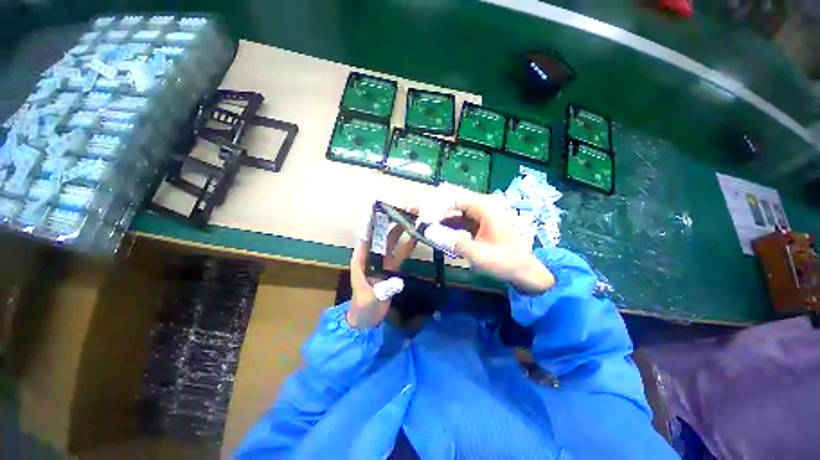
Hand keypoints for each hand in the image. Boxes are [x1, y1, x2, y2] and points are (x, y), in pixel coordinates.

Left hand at [347, 211, 417, 327]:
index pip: (367, 235)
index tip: (382, 207)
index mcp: (361, 258)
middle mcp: (371, 256)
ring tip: (414, 219)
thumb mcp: (369, 298)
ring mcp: (382, 262)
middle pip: (383, 235)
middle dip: (393, 221)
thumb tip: (397, 280)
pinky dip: (407, 246)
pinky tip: (415, 237)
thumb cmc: (362, 308)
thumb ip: (382, 290)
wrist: (366, 320)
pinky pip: (400, 254)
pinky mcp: (391, 269)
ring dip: (402, 230)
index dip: (374, 220)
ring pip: (393, 242)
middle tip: (407, 210)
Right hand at [422, 192, 553, 293]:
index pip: (453, 197)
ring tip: (424, 228)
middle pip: (452, 200)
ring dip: (438, 218)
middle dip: (434, 209)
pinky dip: (446, 226)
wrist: (525, 271)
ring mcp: (479, 214)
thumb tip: (429, 231)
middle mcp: (481, 206)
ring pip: (453, 211)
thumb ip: (454, 241)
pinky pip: (458, 220)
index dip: (435, 206)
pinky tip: (437, 234)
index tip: (423, 220)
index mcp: (485, 207)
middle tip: (419, 221)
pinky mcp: (477, 223)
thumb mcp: (479, 254)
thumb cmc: (507, 262)